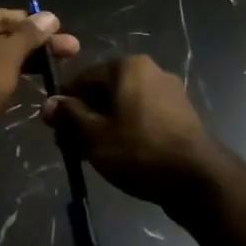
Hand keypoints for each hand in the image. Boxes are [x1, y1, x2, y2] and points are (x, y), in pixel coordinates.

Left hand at [0, 8, 80, 121]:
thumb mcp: (7, 55)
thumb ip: (29, 35)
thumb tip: (50, 16)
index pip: (1, 16)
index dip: (33, 24)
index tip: (61, 30)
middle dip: (32, 45)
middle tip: (68, 50)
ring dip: (21, 61)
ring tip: (53, 66)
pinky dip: (3, 75)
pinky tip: (28, 79)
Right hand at [41, 56, 223, 208]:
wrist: (197, 179)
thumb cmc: (138, 151)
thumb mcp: (93, 135)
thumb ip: (68, 116)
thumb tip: (49, 104)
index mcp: (127, 66)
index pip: (82, 78)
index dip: (65, 104)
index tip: (56, 130)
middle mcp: (150, 70)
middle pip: (104, 91)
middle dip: (86, 116)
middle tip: (74, 146)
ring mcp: (170, 92)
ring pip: (124, 105)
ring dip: (106, 124)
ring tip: (97, 154)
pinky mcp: (182, 114)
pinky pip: (143, 116)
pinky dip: (129, 130)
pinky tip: (123, 154)